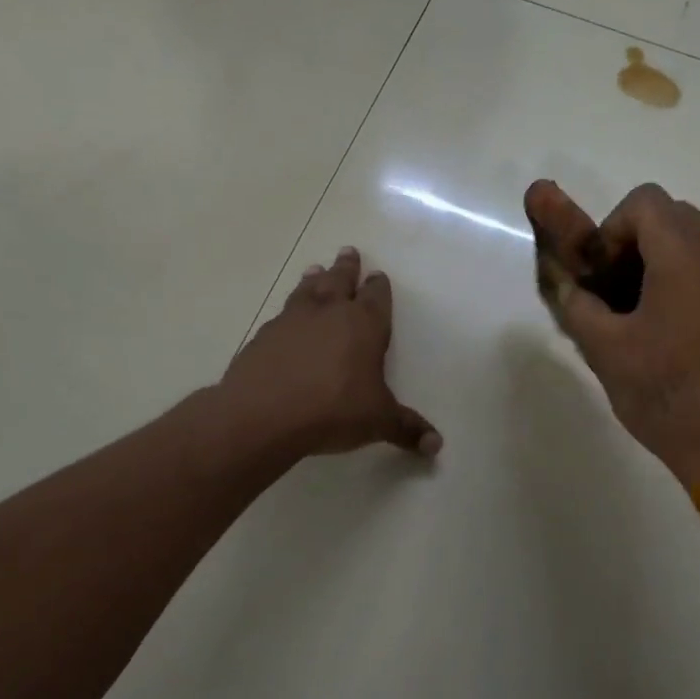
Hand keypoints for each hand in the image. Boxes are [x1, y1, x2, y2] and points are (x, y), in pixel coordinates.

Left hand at [220, 247, 441, 458]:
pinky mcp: (264, 337)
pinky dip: (289, 310)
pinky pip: (282, 315)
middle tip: (348, 252)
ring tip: (315, 269)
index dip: (379, 286)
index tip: (378, 275)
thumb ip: (407, 429)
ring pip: (307, 290)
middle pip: (340, 281)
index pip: (376, 297)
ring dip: (314, 279)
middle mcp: (329, 313)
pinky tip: (286, 318)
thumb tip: (436, 446)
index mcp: (364, 325)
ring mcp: (292, 321)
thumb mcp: (378, 421)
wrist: (263, 415)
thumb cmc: (334, 410)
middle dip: (347, 268)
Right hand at [524, 181, 699, 487]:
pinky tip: (695, 338)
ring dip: (675, 265)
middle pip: (678, 218)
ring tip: (659, 319)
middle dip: (642, 245)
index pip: (645, 202)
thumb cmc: (664, 394)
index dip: (613, 230)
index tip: (606, 275)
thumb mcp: (604, 350)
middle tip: (625, 296)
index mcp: (687, 255)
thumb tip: (567, 283)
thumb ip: (577, 303)